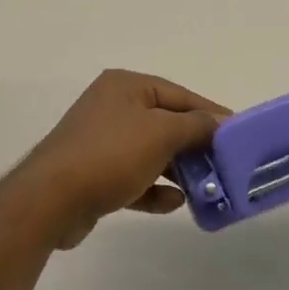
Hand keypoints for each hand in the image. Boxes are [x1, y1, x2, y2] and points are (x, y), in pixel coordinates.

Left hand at [2, 70, 228, 249]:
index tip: (238, 135)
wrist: (50, 200)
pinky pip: (134, 177)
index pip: (179, 95)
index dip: (210, 114)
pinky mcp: (94, 173)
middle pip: (166, 124)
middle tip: (225, 167)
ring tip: (205, 190)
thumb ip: (195, 126)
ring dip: (178, 171)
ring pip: (151, 153)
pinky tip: (172, 203)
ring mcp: (101, 141)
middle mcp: (112, 107)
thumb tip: (220, 121)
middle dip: (194, 147)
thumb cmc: (109, 155)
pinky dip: (153, 189)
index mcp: (126, 86)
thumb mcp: (161, 134)